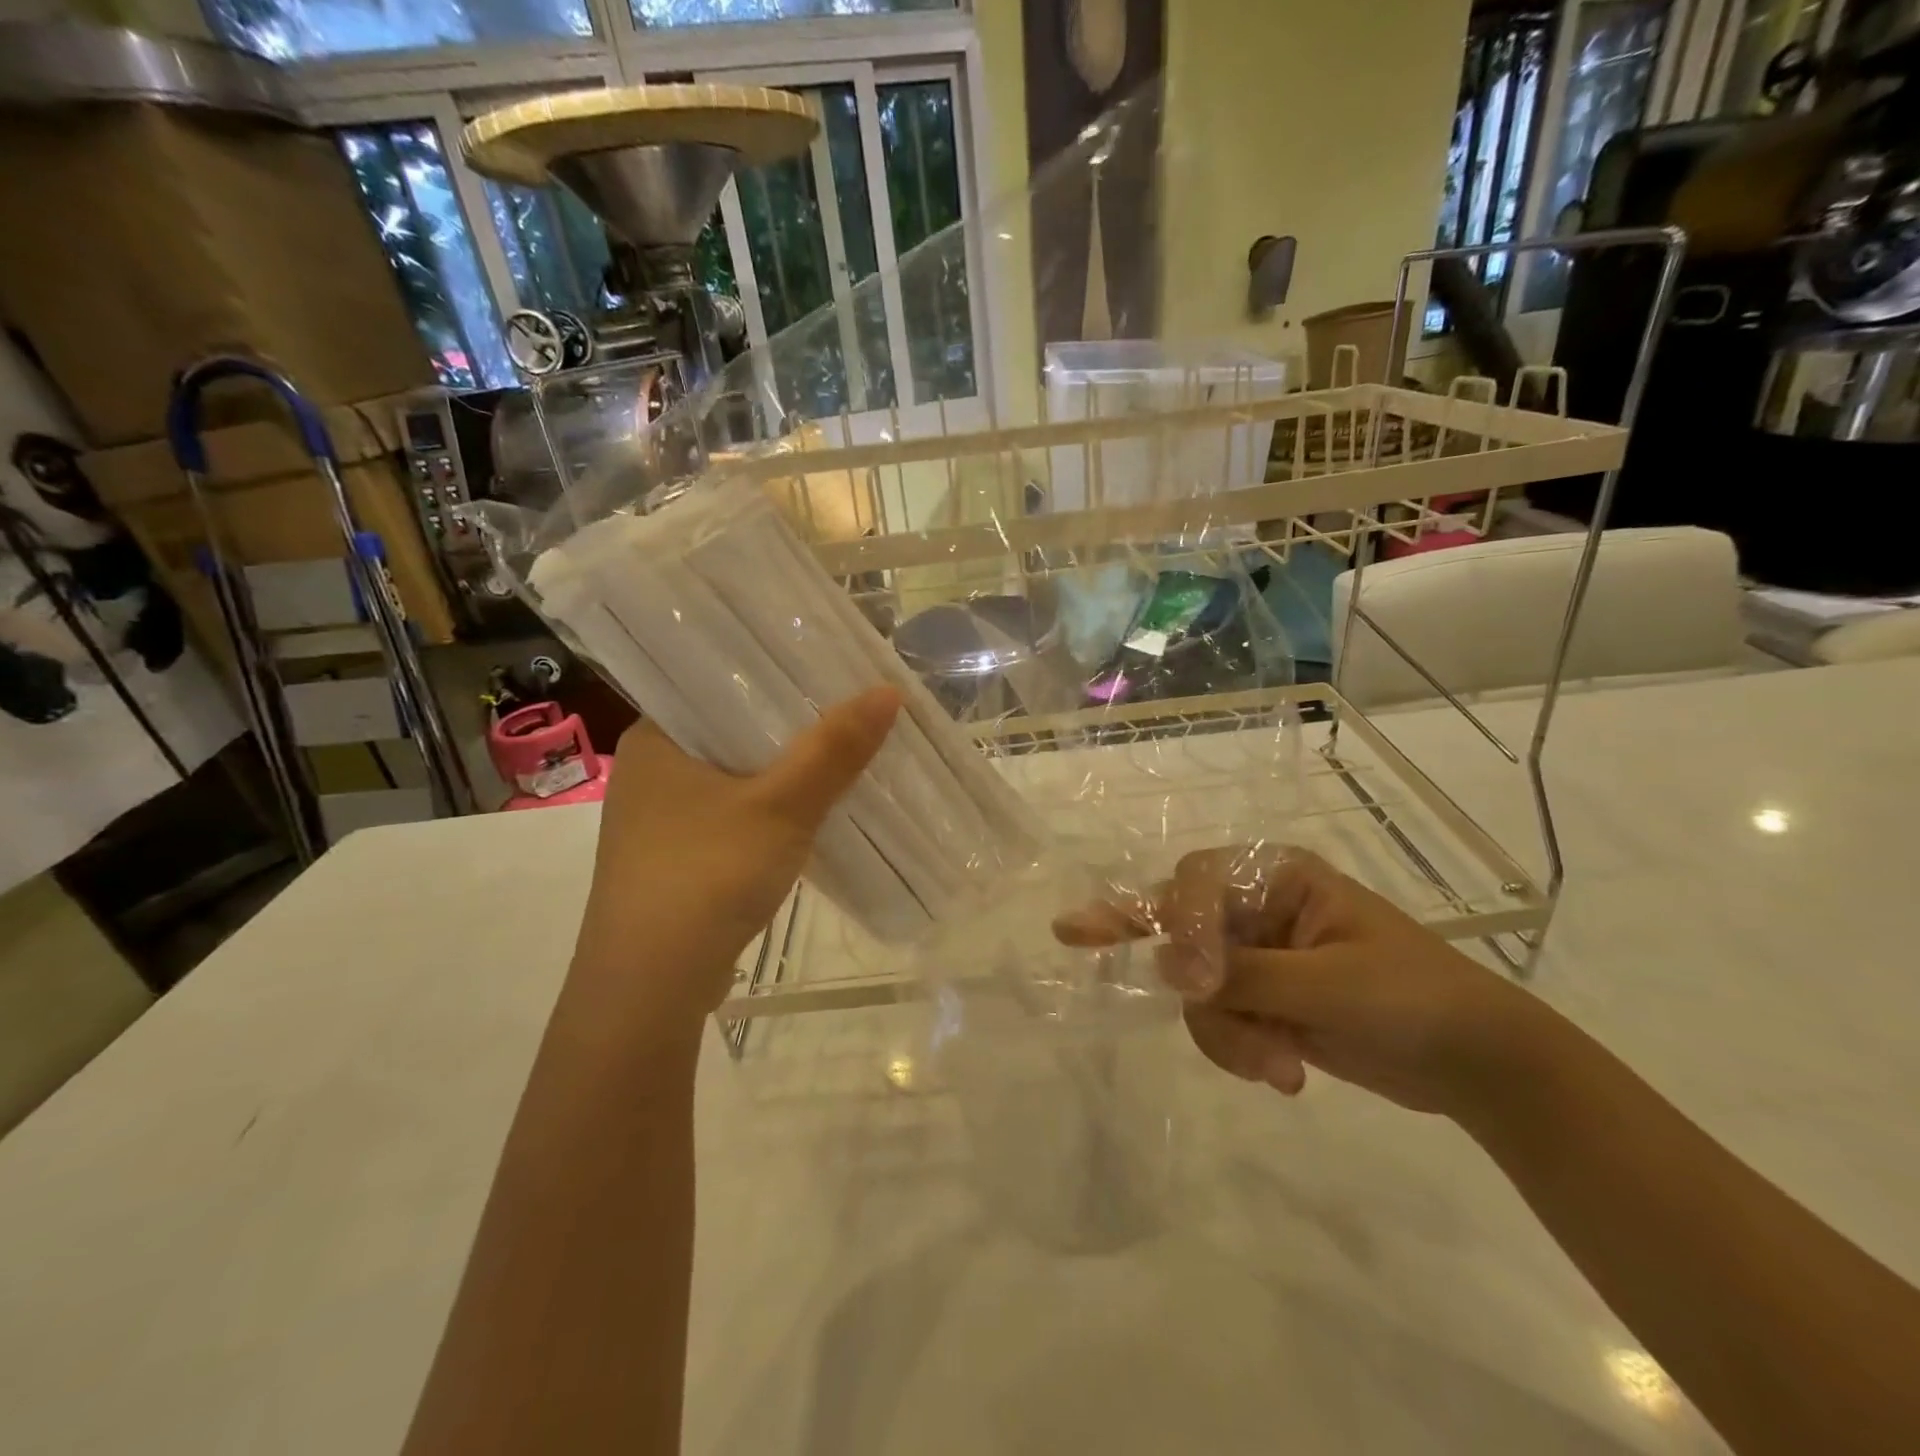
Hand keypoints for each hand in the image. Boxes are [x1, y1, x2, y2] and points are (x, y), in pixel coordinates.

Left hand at [570, 685, 900, 1028]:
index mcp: (654, 737)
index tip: (830, 665)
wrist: (649, 987)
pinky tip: (810, 810)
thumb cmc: (706, 875)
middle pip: (733, 729)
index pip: (719, 682)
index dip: (777, 671)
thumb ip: (834, 749)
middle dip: (791, 724)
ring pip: (736, 775)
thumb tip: (889, 690)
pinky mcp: (676, 858)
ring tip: (842, 750)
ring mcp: (660, 819)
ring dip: (783, 770)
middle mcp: (651, 770)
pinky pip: (734, 814)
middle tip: (850, 704)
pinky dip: (770, 809)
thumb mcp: (781, 806)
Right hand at [1055, 846, 1539, 1115]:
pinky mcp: (1259, 1000)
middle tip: (1221, 1019)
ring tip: (1278, 1068)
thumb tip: (1164, 966)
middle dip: (1199, 987)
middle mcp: (1256, 908)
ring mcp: (1255, 956)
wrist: (1475, 1065)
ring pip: (1193, 985)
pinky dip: (1238, 1049)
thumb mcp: (1327, 985)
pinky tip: (1284, 1072)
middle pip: (1183, 932)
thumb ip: (1243, 972)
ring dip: (1226, 1032)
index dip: (1181, 921)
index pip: (1196, 881)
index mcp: (1276, 878)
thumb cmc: (1411, 1000)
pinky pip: (1215, 1017)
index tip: (1192, 980)